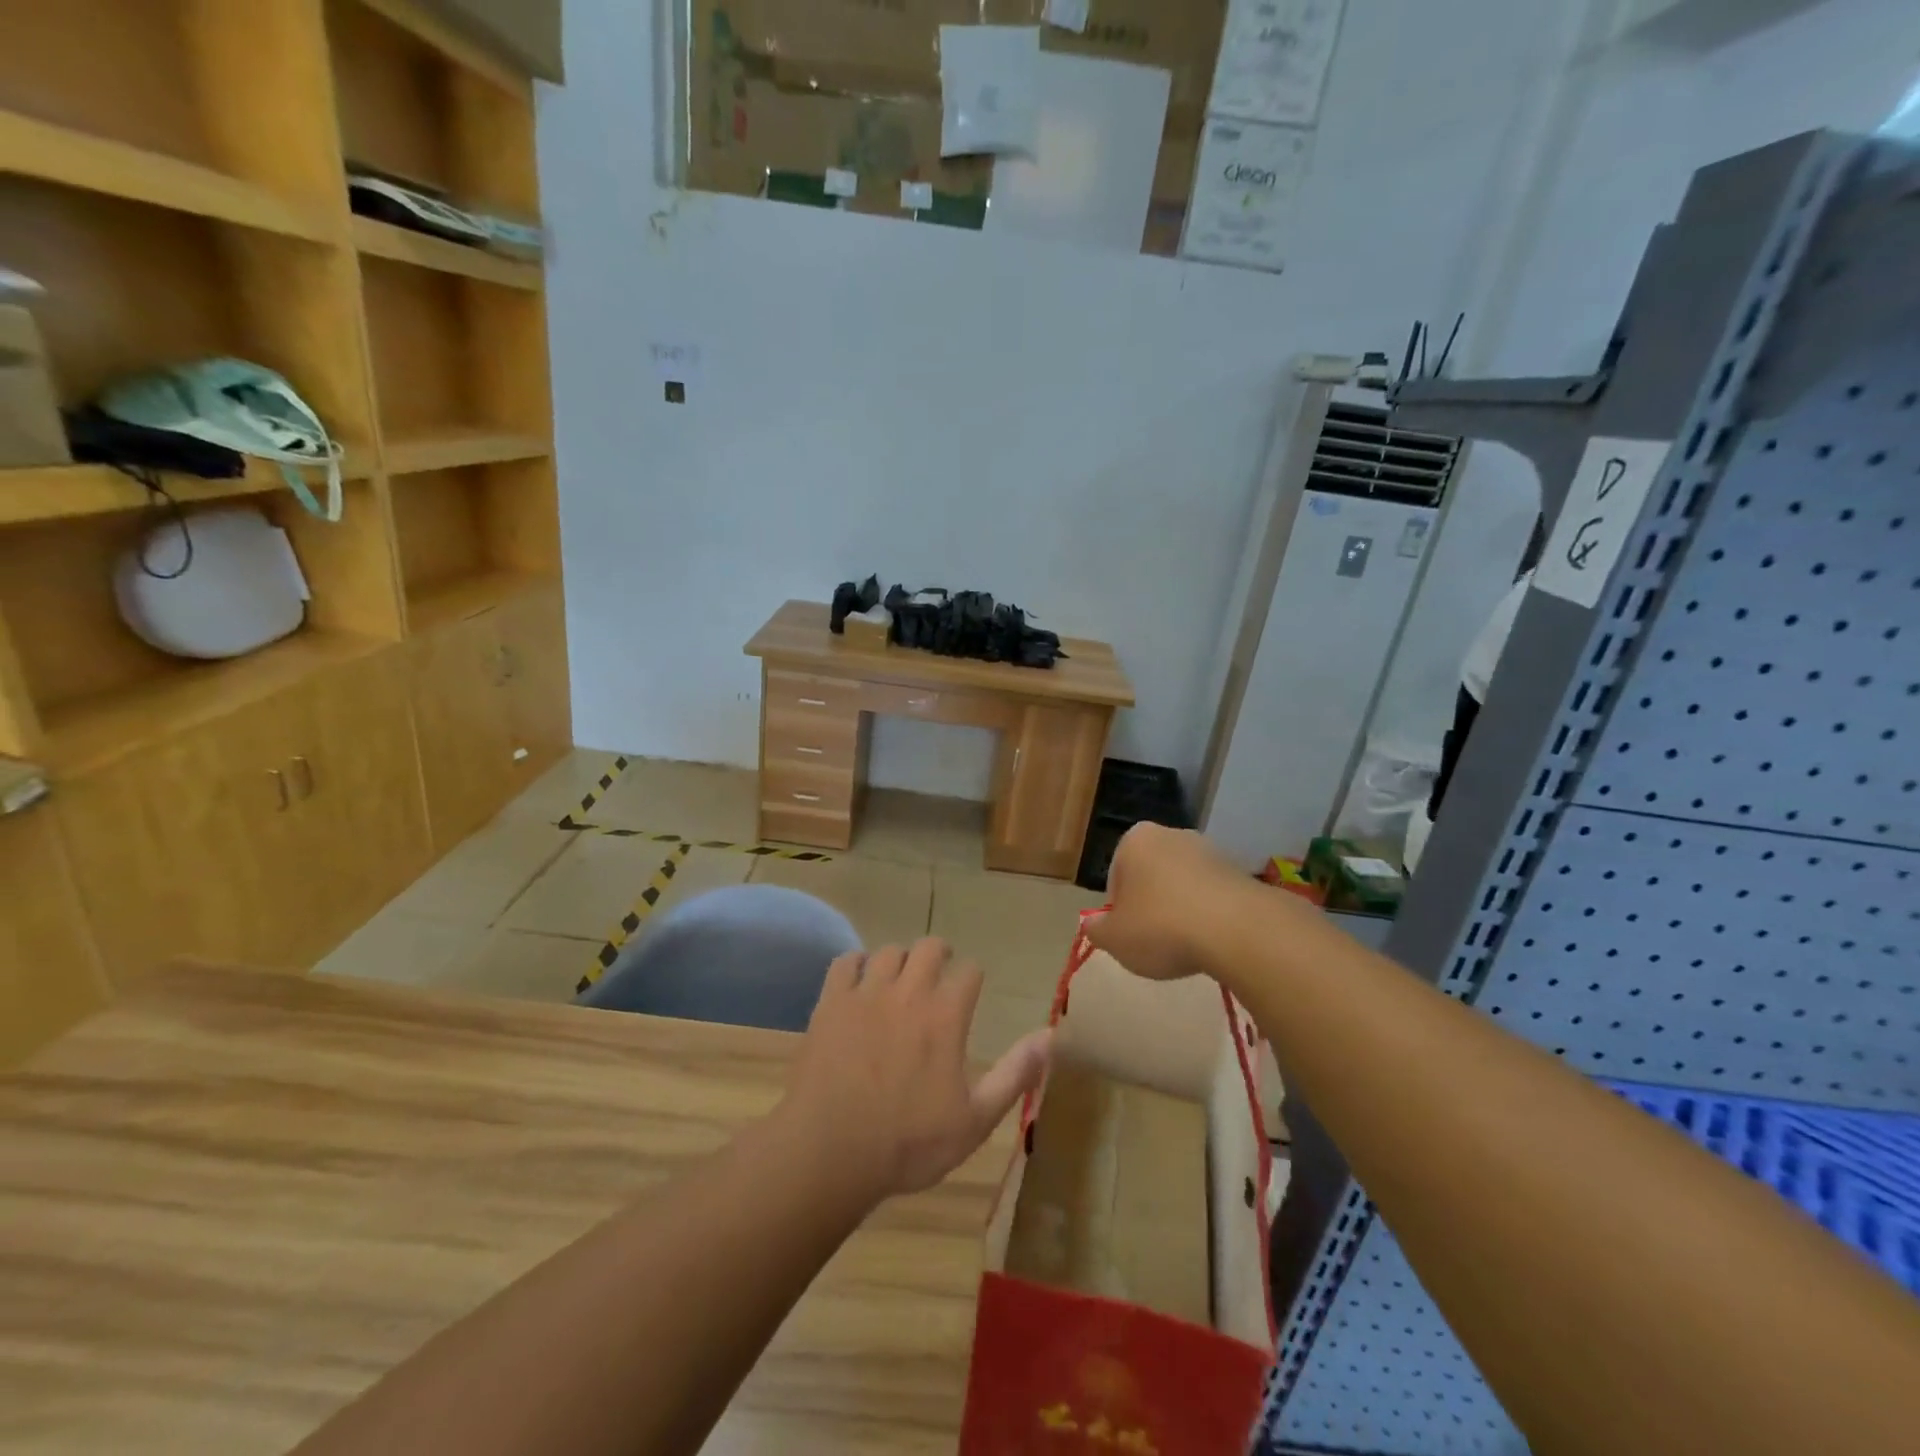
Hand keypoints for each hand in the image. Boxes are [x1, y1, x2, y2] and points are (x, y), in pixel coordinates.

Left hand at [781, 938, 1050, 1203]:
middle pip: (930, 947)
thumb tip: (1051, 1035)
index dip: (973, 978)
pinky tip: (859, 983)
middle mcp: (909, 992)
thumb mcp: (975, 1120)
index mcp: (946, 1015)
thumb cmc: (908, 1144)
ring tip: (900, 980)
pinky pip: (845, 962)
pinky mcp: (831, 1002)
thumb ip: (1015, 1074)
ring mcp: (866, 993)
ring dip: (900, 960)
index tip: (970, 991)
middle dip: (940, 955)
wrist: (830, 1153)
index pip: (970, 971)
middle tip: (939, 973)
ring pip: (889, 951)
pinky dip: (856, 965)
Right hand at [1084, 822, 1260, 980]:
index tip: (1129, 933)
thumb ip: (1097, 929)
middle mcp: (1172, 835)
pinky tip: (1212, 941)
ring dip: (1181, 910)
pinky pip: (1213, 896)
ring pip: (1183, 885)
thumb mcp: (1114, 939)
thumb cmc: (1161, 927)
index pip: (1116, 875)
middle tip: (1155, 940)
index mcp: (1135, 840)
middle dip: (1151, 904)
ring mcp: (1210, 850)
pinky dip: (1209, 915)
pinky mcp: (1240, 871)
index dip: (1119, 908)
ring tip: (1187, 945)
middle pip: (1151, 875)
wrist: (1237, 930)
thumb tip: (1092, 924)